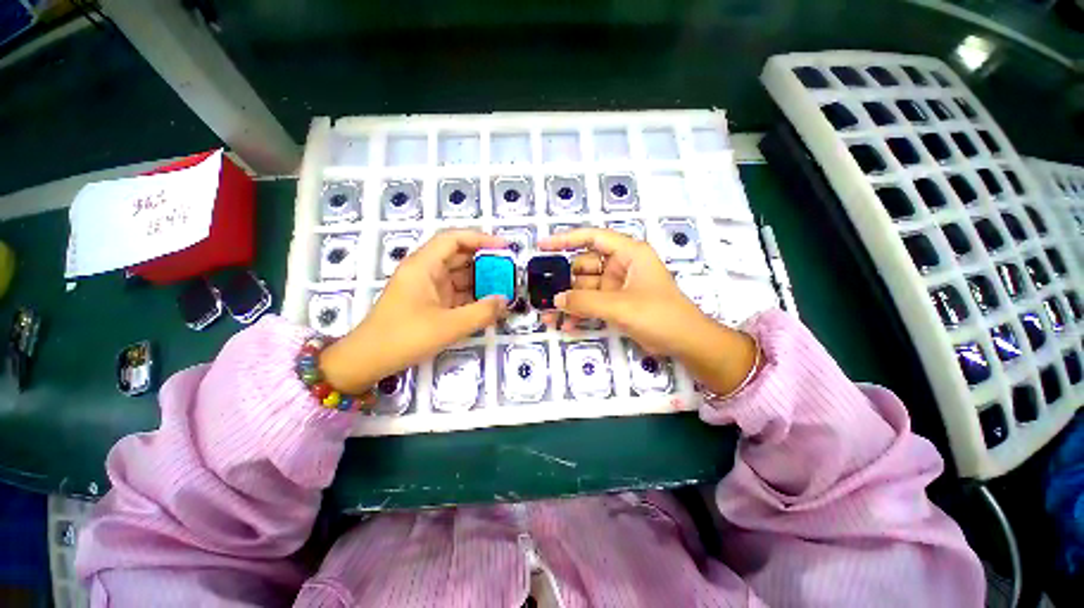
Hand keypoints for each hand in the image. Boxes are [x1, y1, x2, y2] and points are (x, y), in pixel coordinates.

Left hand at [319, 229, 508, 393]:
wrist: (368, 361)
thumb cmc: (404, 337)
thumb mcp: (448, 326)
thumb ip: (481, 312)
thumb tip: (505, 301)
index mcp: (423, 266)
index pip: (454, 239)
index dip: (481, 238)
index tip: (504, 247)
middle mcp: (425, 271)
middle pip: (458, 256)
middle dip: (485, 262)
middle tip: (509, 272)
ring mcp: (427, 288)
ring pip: (459, 275)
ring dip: (480, 281)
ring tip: (504, 288)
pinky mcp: (429, 303)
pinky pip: (455, 292)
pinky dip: (472, 296)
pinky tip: (488, 303)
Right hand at [538, 228, 759, 395]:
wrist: (684, 342)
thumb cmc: (659, 314)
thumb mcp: (620, 306)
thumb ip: (585, 301)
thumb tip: (556, 299)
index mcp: (628, 253)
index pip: (592, 237)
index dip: (565, 239)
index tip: (542, 245)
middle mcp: (621, 265)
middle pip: (584, 266)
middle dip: (564, 281)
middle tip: (543, 294)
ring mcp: (618, 285)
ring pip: (585, 288)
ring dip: (569, 301)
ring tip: (549, 316)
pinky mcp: (616, 303)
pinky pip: (592, 303)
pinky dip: (580, 312)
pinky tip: (567, 325)